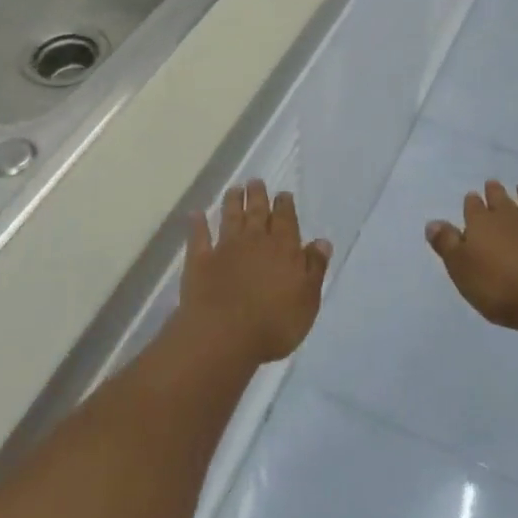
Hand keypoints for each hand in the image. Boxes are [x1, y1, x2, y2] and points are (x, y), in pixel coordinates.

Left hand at [178, 181, 331, 365]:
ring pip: (230, 218)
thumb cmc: (274, 324)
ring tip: (234, 189)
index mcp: (283, 248)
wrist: (224, 336)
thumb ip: (314, 268)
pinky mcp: (200, 261)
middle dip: (257, 195)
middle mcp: (254, 241)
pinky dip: (197, 224)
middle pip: (256, 212)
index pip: (285, 219)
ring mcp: (225, 248)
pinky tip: (196, 214)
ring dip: (232, 202)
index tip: (283, 193)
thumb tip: (321, 241)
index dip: (284, 205)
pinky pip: (198, 237)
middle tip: (255, 181)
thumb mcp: (307, 300)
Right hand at [427, 180, 517, 331]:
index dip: (472, 203)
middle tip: (493, 185)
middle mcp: (510, 217)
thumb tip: (432, 223)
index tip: (472, 197)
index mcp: (482, 223)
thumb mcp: (462, 269)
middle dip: (495, 192)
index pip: (473, 206)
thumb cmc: (500, 287)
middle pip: (501, 199)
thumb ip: (448, 245)